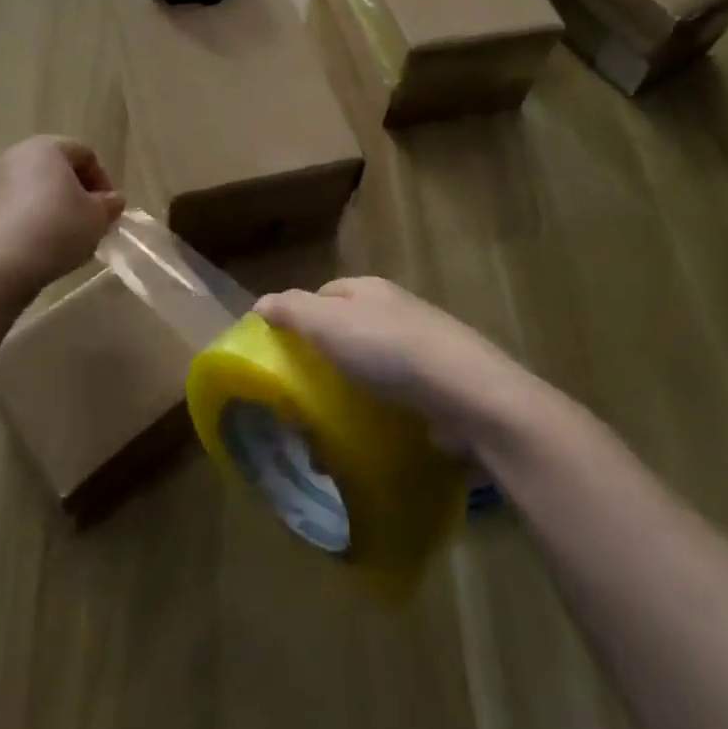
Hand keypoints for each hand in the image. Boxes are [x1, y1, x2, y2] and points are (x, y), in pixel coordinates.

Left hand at [0, 136, 123, 291]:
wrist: (2, 264)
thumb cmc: (58, 228)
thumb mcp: (98, 217)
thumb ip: (109, 204)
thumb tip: (111, 200)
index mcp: (47, 147)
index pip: (85, 154)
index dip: (103, 180)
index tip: (110, 209)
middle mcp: (16, 155)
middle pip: (57, 168)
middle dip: (77, 192)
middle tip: (91, 220)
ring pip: (34, 188)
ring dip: (54, 206)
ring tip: (67, 235)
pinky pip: (16, 206)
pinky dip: (32, 218)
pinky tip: (42, 244)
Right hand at [255, 277, 545, 448]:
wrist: (466, 394)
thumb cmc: (389, 350)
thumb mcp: (328, 323)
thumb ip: (291, 310)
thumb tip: (260, 303)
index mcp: (369, 290)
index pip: (323, 295)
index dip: (298, 318)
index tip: (280, 352)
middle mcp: (396, 311)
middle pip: (347, 331)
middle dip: (323, 359)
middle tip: (300, 396)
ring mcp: (422, 348)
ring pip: (371, 367)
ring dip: (348, 392)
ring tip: (327, 429)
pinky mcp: (439, 386)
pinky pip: (396, 396)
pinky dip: (377, 414)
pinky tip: (366, 438)